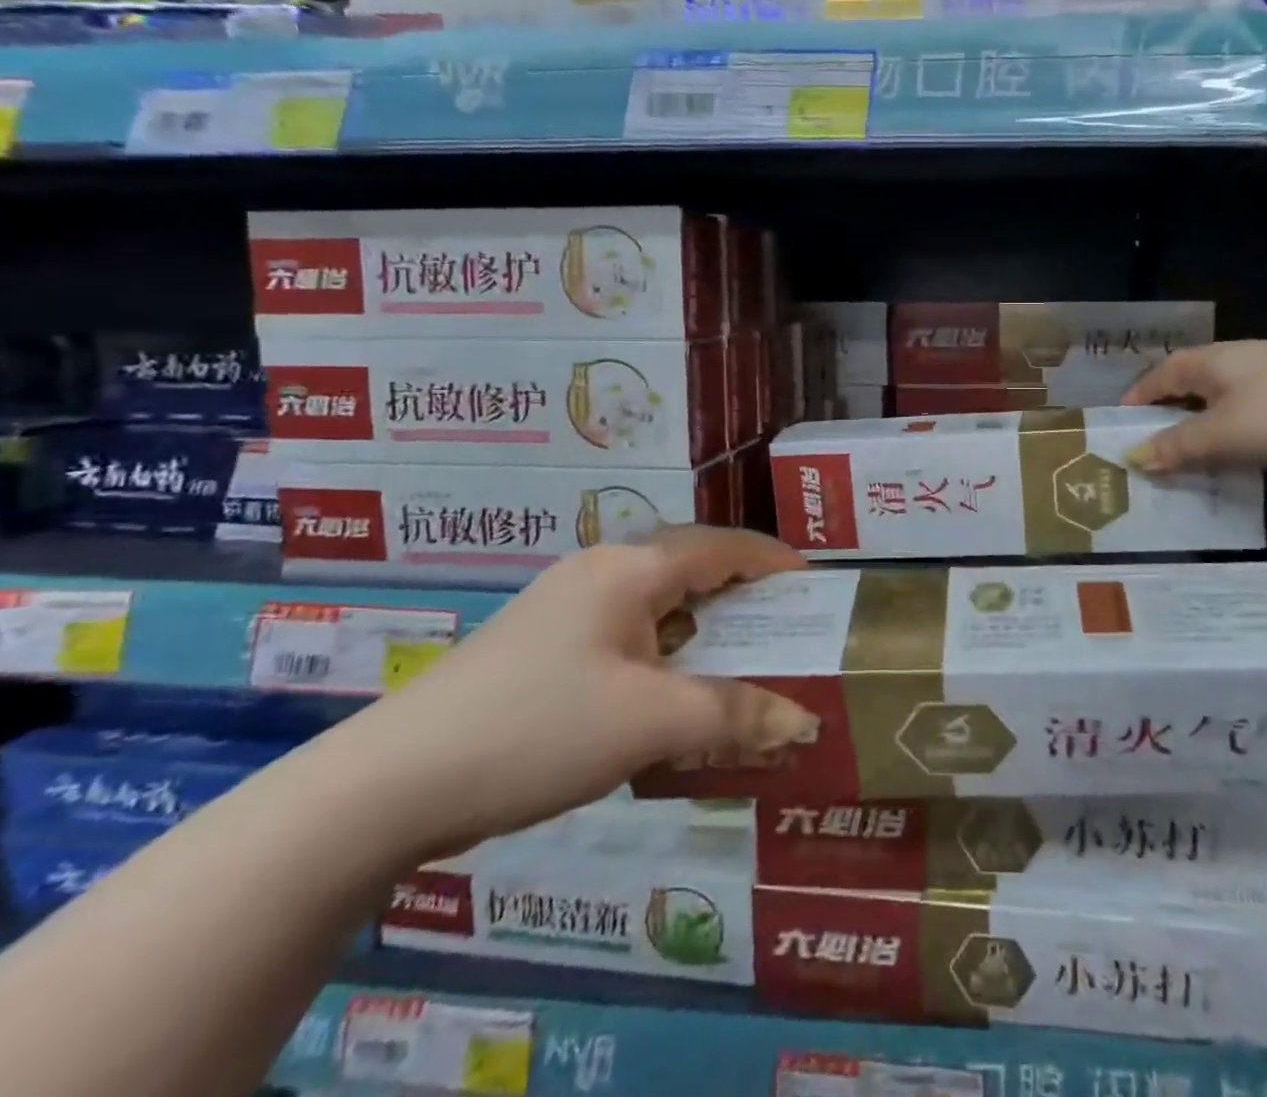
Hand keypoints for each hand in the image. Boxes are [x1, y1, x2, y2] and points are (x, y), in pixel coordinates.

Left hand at [330, 526, 815, 858]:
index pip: (724, 545)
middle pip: (692, 566)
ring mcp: (565, 605)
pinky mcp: (542, 643)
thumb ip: (736, 715)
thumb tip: (805, 721)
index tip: (814, 583)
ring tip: (737, 660)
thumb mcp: (652, 722)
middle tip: (784, 626)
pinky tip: (669, 691)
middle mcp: (601, 571)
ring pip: (657, 601)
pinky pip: (626, 630)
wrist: (391, 784)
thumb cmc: (540, 729)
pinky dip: (665, 650)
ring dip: (702, 626)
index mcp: (631, 568)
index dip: (774, 560)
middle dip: (743, 593)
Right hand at [1122, 339, 1266, 472]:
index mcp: (1209, 362)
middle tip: (1154, 442)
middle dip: (1170, 410)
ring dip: (1205, 422)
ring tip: (1194, 453)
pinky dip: (1237, 430)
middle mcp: (1236, 360)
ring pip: (1224, 398)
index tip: (1122, 421)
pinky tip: (1243, 451)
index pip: (1159, 375)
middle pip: (1191, 383)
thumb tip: (1133, 456)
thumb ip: (1177, 447)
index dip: (1138, 397)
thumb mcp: (1222, 435)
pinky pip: (1253, 411)